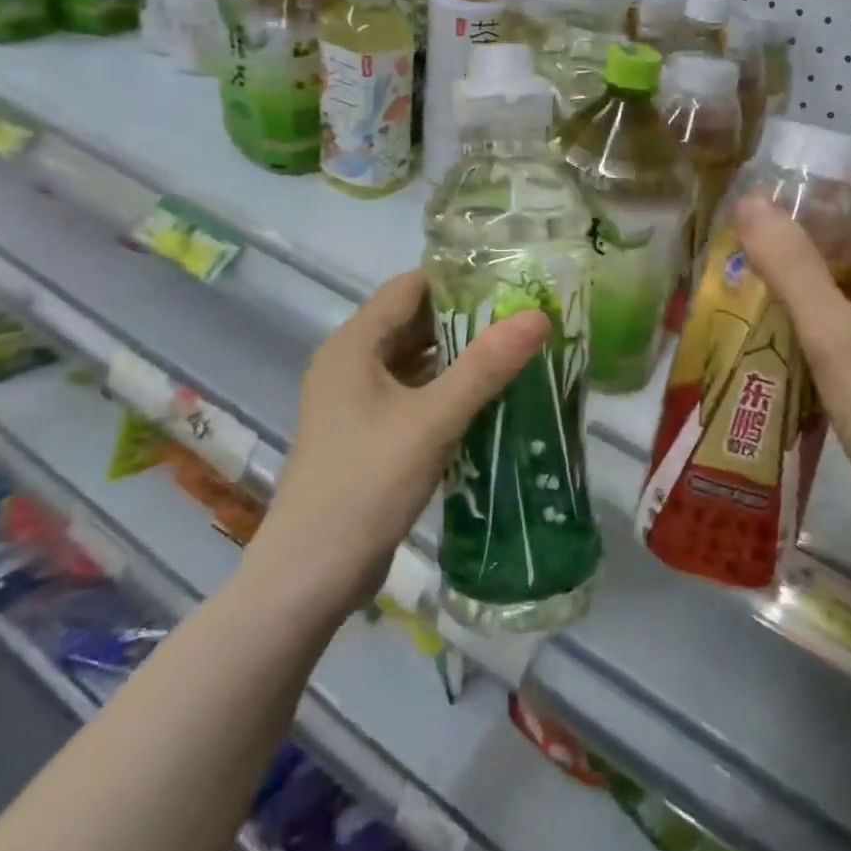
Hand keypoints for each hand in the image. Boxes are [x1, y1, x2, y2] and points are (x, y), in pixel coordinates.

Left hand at [247, 270, 549, 615]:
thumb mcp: (433, 420)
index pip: (410, 287)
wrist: (313, 572)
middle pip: (413, 322)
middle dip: (466, 317)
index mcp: (353, 345)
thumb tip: (537, 316)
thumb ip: (485, 367)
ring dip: (459, 355)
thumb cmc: (367, 483)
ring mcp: (356, 400)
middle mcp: (350, 363)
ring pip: (415, 360)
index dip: (458, 278)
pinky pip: (413, 393)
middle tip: (524, 316)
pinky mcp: (368, 432)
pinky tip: (487, 397)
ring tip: (516, 351)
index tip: (511, 280)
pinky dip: (446, 388)